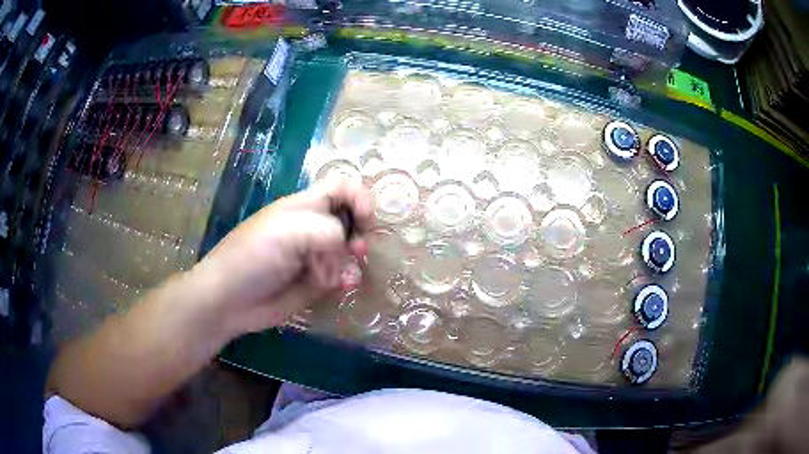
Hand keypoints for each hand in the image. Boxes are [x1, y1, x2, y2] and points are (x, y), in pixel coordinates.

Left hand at [190, 176, 373, 336]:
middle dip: (359, 232)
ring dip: (351, 261)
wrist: (230, 299)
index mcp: (303, 207)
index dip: (359, 197)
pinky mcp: (314, 282)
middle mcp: (312, 228)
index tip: (366, 219)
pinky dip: (346, 280)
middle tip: (357, 249)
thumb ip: (327, 231)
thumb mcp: (288, 232)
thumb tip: (348, 245)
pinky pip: (341, 276)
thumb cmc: (253, 257)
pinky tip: (340, 287)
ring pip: (348, 250)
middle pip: (349, 219)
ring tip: (343, 276)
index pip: (340, 188)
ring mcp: (314, 256)